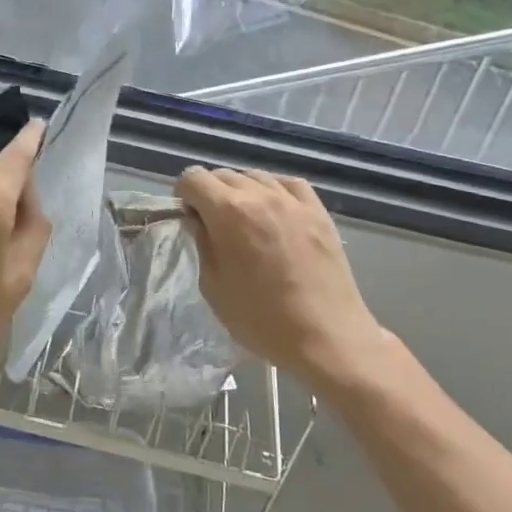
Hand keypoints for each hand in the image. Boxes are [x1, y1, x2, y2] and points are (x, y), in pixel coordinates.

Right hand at [174, 167, 390, 393]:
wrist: (327, 337)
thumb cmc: (262, 319)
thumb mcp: (213, 287)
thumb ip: (203, 244)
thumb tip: (200, 222)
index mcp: (228, 212)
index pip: (193, 178)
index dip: (184, 195)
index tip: (189, 218)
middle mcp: (259, 195)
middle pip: (223, 174)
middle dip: (211, 193)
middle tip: (215, 225)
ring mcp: (292, 201)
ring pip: (255, 176)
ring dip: (242, 191)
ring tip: (246, 220)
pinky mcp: (318, 211)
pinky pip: (289, 184)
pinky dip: (275, 190)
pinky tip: (275, 210)